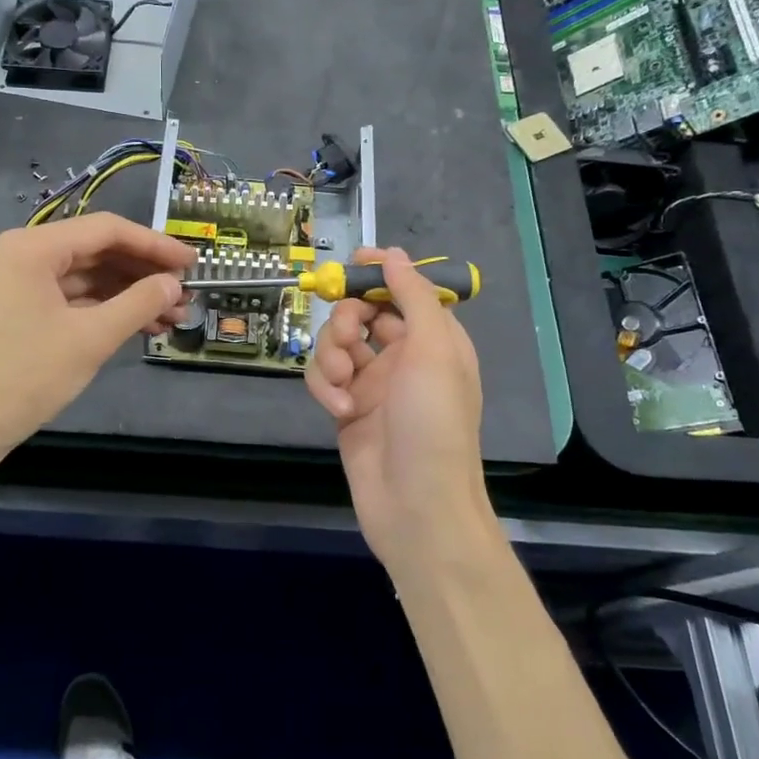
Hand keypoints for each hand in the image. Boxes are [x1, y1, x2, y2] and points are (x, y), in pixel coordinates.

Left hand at [0, 214, 195, 494]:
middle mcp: (23, 254)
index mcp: (33, 247)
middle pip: (97, 251)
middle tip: (185, 294)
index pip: (107, 230)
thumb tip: (173, 283)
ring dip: (129, 294)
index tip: (193, 262)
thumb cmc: (23, 377)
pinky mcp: (19, 311)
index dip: (155, 245)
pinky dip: (105, 310)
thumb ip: (138, 303)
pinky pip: (71, 299)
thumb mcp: (90, 339)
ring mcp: (19, 284)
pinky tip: (141, 326)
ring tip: (173, 316)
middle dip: (144, 273)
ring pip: (87, 278)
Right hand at [304, 247, 494, 576]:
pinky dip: (325, 388)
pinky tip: (339, 411)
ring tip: (343, 385)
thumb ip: (413, 297)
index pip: (402, 291)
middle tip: (348, 336)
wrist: (417, 505)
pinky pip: (324, 379)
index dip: (378, 274)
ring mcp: (372, 383)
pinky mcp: (346, 408)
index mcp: (434, 339)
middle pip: (361, 313)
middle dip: (347, 320)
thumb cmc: (434, 422)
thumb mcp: (433, 351)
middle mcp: (402, 356)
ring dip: (332, 357)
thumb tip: (393, 254)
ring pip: (336, 344)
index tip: (351, 264)